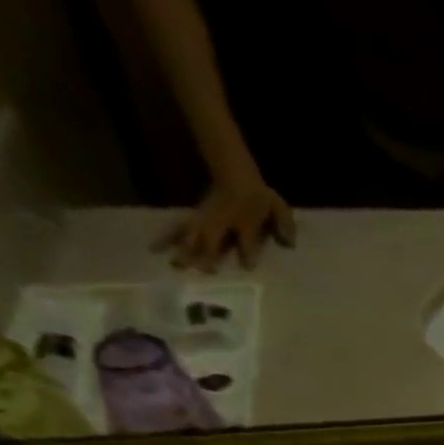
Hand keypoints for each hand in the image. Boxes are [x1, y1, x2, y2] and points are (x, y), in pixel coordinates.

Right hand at [154, 175, 295, 272]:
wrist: (235, 172)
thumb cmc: (259, 196)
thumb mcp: (277, 208)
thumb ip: (284, 225)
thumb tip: (289, 243)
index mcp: (244, 220)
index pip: (246, 237)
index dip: (247, 249)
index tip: (246, 264)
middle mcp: (222, 222)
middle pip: (213, 238)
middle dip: (207, 254)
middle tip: (200, 272)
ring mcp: (206, 220)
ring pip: (193, 236)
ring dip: (184, 250)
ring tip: (173, 265)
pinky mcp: (196, 219)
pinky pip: (180, 229)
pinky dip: (167, 238)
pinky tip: (154, 249)